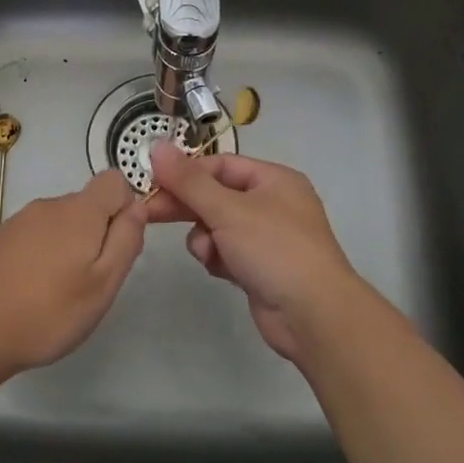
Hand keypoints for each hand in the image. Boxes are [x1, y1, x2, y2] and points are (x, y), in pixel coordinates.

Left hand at [0, 169, 144, 374]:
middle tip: (89, 281)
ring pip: (56, 223)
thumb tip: (137, 207)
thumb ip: (126, 240)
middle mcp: (48, 205)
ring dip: (64, 246)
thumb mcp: (104, 284)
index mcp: (79, 211)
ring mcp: (17, 221)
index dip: (124, 207)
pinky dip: (37, 255)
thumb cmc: (50, 311)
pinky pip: (30, 237)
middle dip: (95, 234)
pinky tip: (26, 290)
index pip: (114, 181)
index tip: (117, 245)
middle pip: (85, 205)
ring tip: (56, 291)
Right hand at [144, 146, 362, 361]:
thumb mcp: (228, 210)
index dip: (186, 172)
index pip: (220, 165)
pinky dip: (218, 258)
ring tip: (209, 253)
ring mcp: (267, 238)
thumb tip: (158, 147)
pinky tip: (220, 270)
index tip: (154, 182)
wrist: (314, 316)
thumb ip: (189, 181)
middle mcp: (272, 204)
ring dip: (205, 238)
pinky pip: (225, 252)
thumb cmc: (274, 249)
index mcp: (273, 180)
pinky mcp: (259, 268)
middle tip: (149, 213)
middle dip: (187, 206)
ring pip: (216, 226)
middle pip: (216, 195)